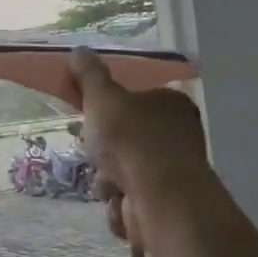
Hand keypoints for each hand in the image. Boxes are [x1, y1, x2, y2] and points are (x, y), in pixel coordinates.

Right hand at [67, 50, 212, 249]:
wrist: (160, 201)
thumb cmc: (132, 140)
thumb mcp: (103, 98)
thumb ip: (90, 76)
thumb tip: (79, 50)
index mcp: (172, 104)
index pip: (137, 99)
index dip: (110, 109)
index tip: (90, 117)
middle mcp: (178, 136)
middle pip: (125, 139)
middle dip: (104, 151)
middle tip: (94, 150)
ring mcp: (173, 173)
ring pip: (122, 172)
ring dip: (108, 180)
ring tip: (110, 182)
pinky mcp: (166, 206)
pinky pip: (129, 202)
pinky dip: (120, 206)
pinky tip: (121, 203)